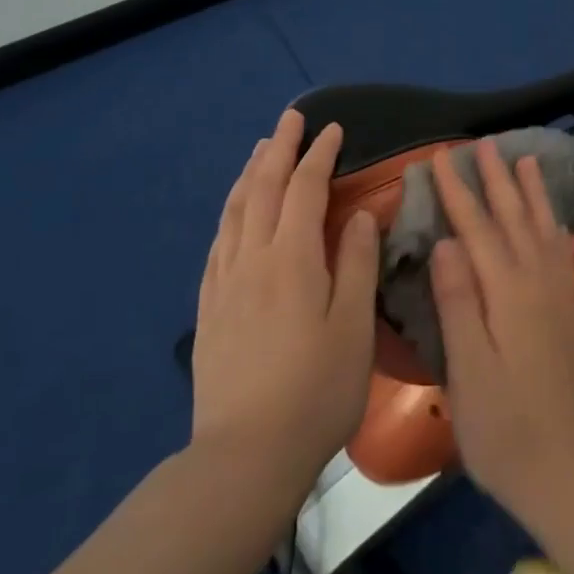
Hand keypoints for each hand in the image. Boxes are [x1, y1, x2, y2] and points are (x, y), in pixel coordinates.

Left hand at [190, 107, 378, 495]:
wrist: (246, 455)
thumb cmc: (317, 390)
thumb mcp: (354, 327)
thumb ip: (358, 264)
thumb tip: (363, 214)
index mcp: (293, 259)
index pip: (306, 189)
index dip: (320, 155)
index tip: (332, 129)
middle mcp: (253, 258)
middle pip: (265, 188)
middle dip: (280, 148)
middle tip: (291, 118)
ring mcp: (225, 282)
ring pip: (235, 210)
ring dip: (251, 173)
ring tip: (262, 149)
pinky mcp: (210, 307)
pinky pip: (218, 241)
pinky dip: (230, 211)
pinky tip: (234, 210)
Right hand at [428, 141, 573, 523]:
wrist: (570, 474)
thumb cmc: (504, 429)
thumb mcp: (468, 371)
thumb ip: (458, 302)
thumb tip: (446, 240)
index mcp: (506, 293)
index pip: (476, 228)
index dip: (456, 190)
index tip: (439, 156)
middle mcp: (537, 282)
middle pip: (513, 217)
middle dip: (495, 178)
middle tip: (482, 143)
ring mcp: (557, 296)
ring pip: (542, 227)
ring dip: (531, 191)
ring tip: (525, 159)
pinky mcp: (568, 312)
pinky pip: (559, 249)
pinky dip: (552, 222)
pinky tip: (550, 219)